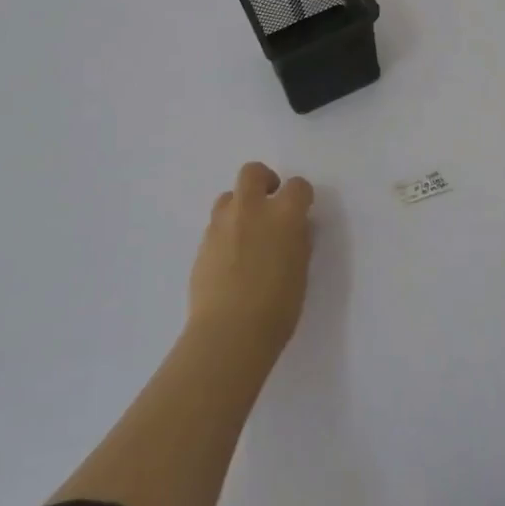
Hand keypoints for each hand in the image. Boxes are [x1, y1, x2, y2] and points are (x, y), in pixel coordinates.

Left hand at [188, 162, 314, 355]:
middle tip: (270, 202)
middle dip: (264, 180)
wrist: (229, 333)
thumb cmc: (278, 307)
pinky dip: (226, 232)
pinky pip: (216, 225)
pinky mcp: (202, 243)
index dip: (301, 196)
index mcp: (284, 215)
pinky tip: (231, 258)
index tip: (302, 209)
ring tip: (246, 232)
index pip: (298, 186)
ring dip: (240, 206)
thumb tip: (293, 229)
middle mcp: (251, 209)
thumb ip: (297, 240)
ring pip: (228, 196)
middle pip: (253, 172)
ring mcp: (222, 224)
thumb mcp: (301, 270)